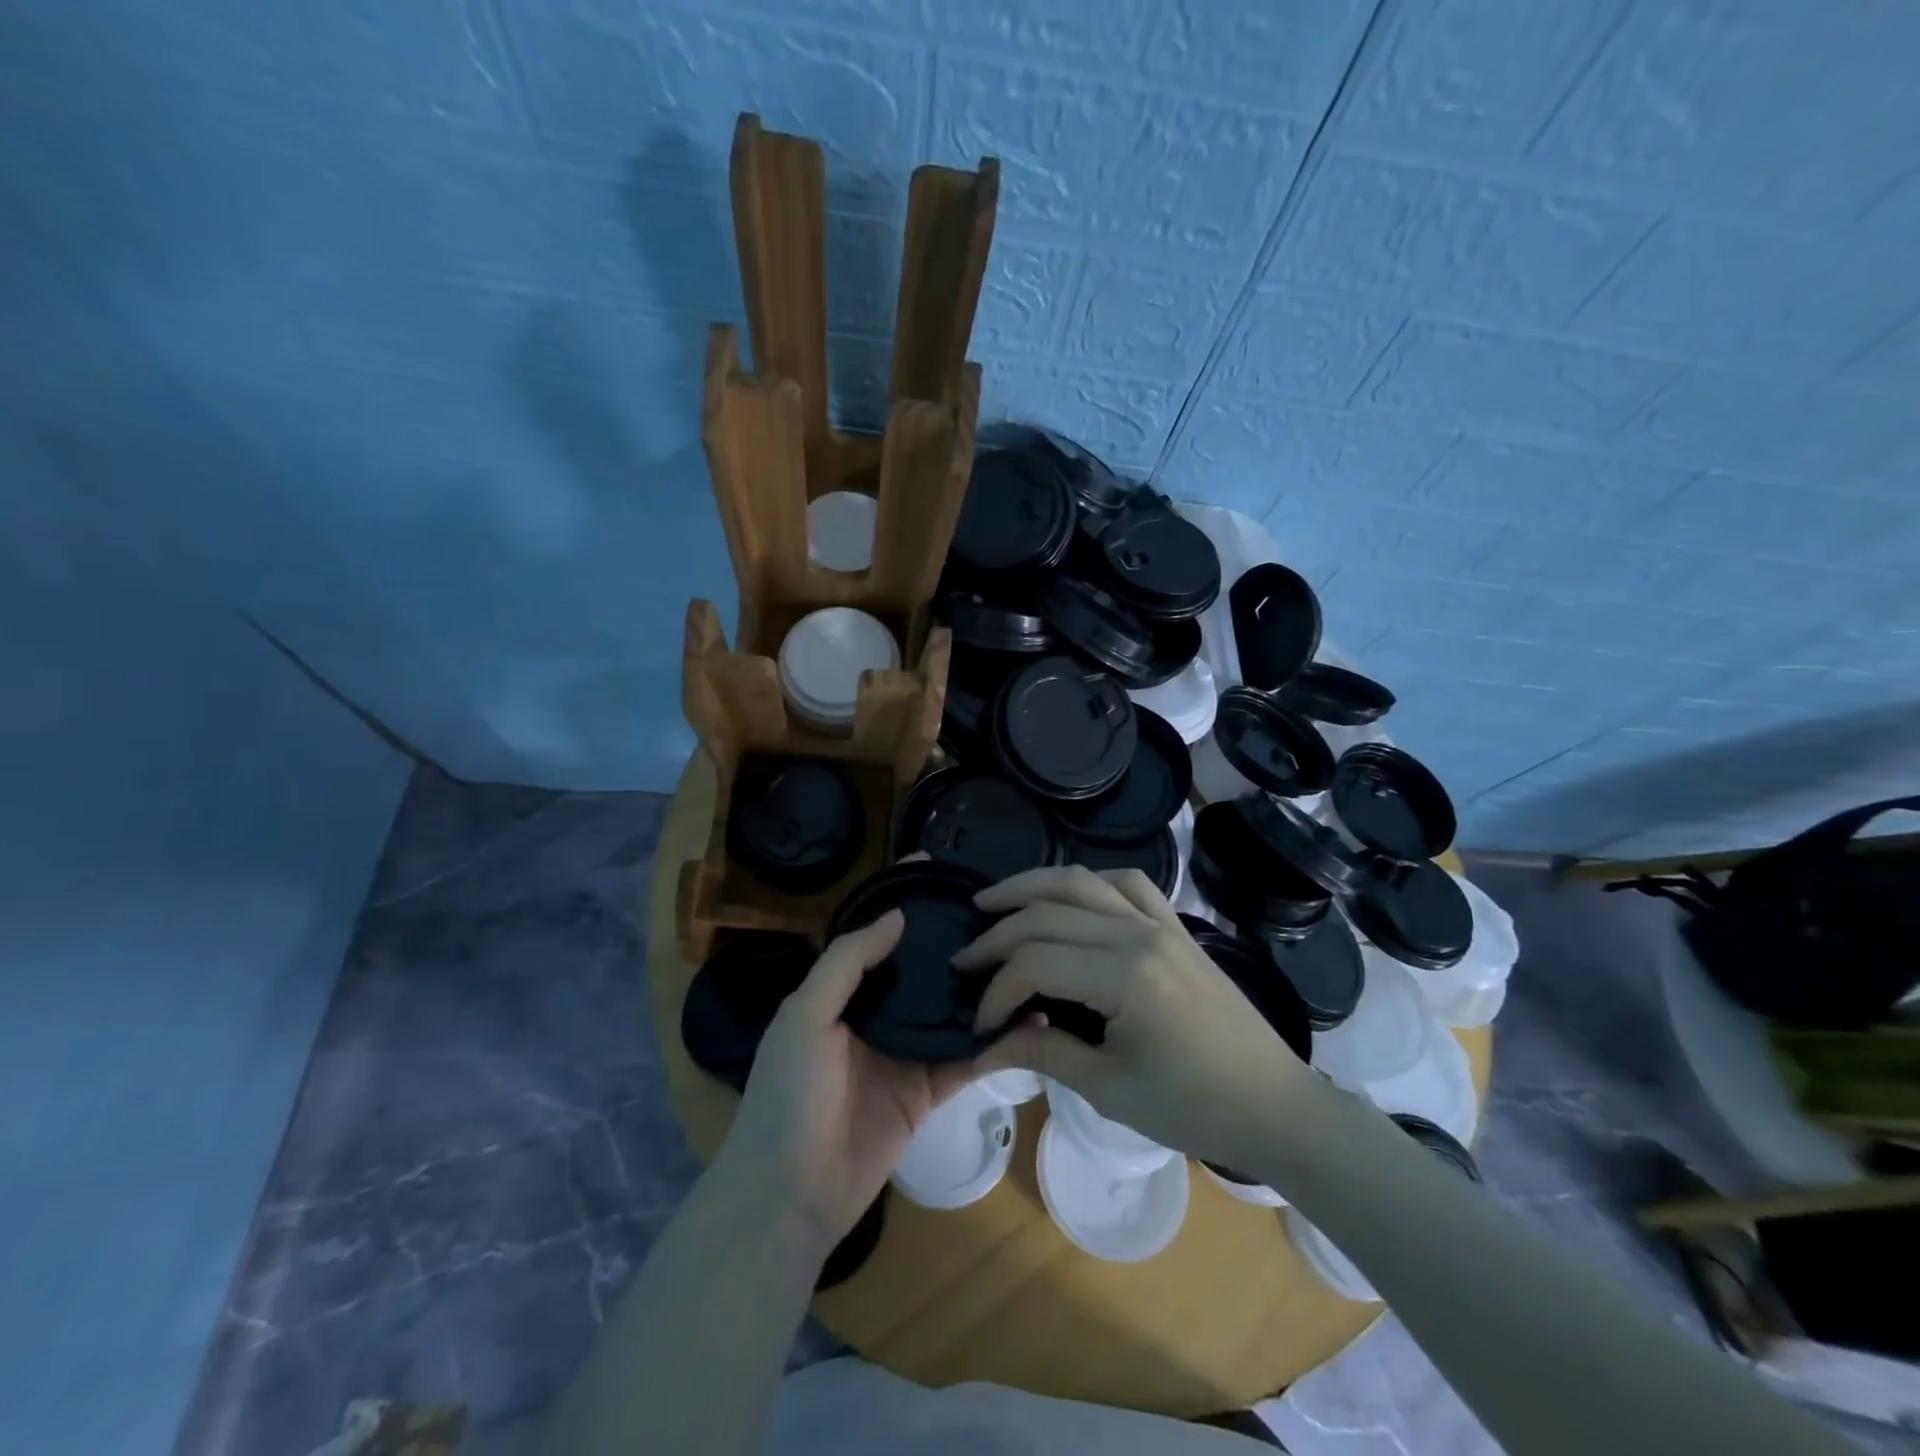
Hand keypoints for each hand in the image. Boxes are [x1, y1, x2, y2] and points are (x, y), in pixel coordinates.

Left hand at [721, 910, 1009, 1259]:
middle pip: (921, 969)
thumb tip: (897, 915)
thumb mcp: (805, 1016)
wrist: (790, 1196)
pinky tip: (1030, 1020)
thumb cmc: (789, 1094)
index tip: (940, 868)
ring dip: (983, 991)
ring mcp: (904, 1053)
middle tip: (1002, 912)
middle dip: (953, 942)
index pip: (878, 936)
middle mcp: (876, 1015)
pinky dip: (994, 1042)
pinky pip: (966, 1060)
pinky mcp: (927, 1092)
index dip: (905, 903)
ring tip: (1028, 959)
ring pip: (950, 1011)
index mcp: (842, 991)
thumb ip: (847, 962)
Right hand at [954, 866, 1315, 1170]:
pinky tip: (1069, 896)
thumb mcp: (1111, 1089)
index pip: (1035, 964)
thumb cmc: (1195, 1107)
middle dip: (998, 935)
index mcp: (1125, 976)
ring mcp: (1161, 922)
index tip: (979, 1025)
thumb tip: (986, 1046)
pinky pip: (1128, 883)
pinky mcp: (1176, 925)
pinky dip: (1089, 882)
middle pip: (1049, 914)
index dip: (997, 992)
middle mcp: (1138, 933)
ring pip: (1082, 881)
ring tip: (991, 901)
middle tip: (965, 958)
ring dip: (1031, 886)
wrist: (1274, 1103)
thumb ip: (1045, 1054)